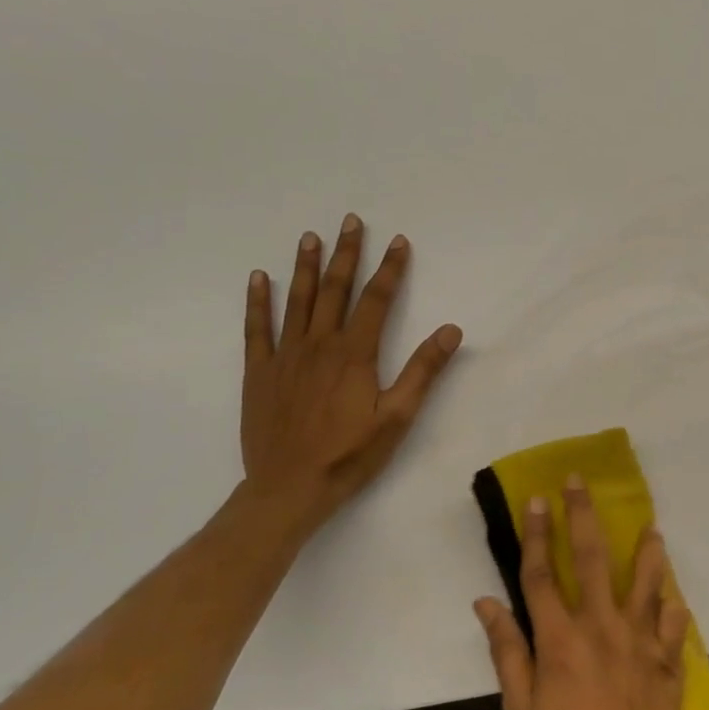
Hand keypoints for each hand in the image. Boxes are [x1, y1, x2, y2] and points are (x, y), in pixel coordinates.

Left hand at [241, 214, 462, 530]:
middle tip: (351, 221)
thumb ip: (423, 370)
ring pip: (297, 301)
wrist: (289, 488)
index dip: (390, 269)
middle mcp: (318, 345)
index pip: (376, 300)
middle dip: (347, 254)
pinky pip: (256, 329)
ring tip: (311, 237)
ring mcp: (285, 356)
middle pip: (336, 291)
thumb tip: (451, 330)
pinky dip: (258, 301)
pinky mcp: (259, 373)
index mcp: (355, 354)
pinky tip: (260, 278)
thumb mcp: (398, 416)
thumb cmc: (350, 455)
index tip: (399, 242)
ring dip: (306, 267)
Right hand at [476, 480, 698, 709]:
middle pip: (593, 559)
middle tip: (581, 482)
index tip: (538, 499)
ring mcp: (640, 640)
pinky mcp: (667, 659)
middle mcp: (601, 626)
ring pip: (646, 579)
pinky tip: (673, 592)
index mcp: (560, 639)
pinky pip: (673, 620)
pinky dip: (673, 603)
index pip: (543, 573)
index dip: (538, 533)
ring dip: (647, 549)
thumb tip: (486, 603)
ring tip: (650, 526)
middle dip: (584, 515)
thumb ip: (507, 652)